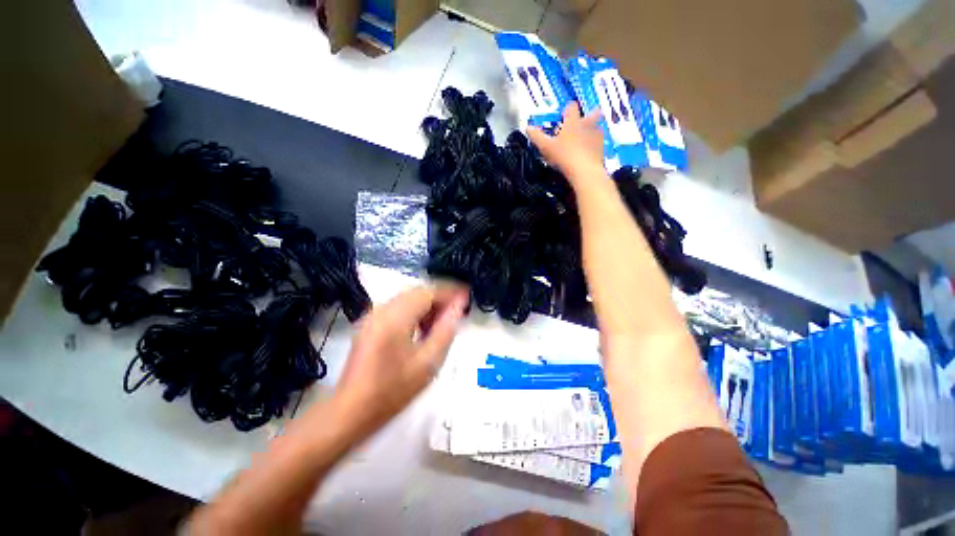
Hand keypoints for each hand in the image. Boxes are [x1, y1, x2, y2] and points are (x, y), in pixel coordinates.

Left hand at [333, 285, 468, 432]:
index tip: (467, 296)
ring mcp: (373, 315)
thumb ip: (446, 329)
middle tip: (457, 312)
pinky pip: (398, 307)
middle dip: (440, 299)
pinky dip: (414, 312)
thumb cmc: (393, 390)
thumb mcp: (428, 362)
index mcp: (396, 316)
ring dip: (427, 305)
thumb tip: (459, 305)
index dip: (450, 292)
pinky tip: (422, 329)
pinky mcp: (369, 323)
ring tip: (442, 323)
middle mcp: (382, 308)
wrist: (350, 412)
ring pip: (408, 298)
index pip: (429, 292)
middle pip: (418, 292)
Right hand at [527, 103, 603, 182]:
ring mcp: (597, 136)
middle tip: (581, 123)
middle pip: (593, 113)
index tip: (564, 114)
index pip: (571, 107)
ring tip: (583, 141)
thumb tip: (528, 128)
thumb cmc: (564, 156)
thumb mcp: (546, 147)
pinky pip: (598, 144)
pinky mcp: (602, 149)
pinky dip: (593, 146)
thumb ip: (536, 137)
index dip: (567, 109)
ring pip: (597, 128)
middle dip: (589, 115)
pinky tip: (587, 154)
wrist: (585, 171)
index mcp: (573, 122)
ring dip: (592, 131)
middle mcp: (588, 125)